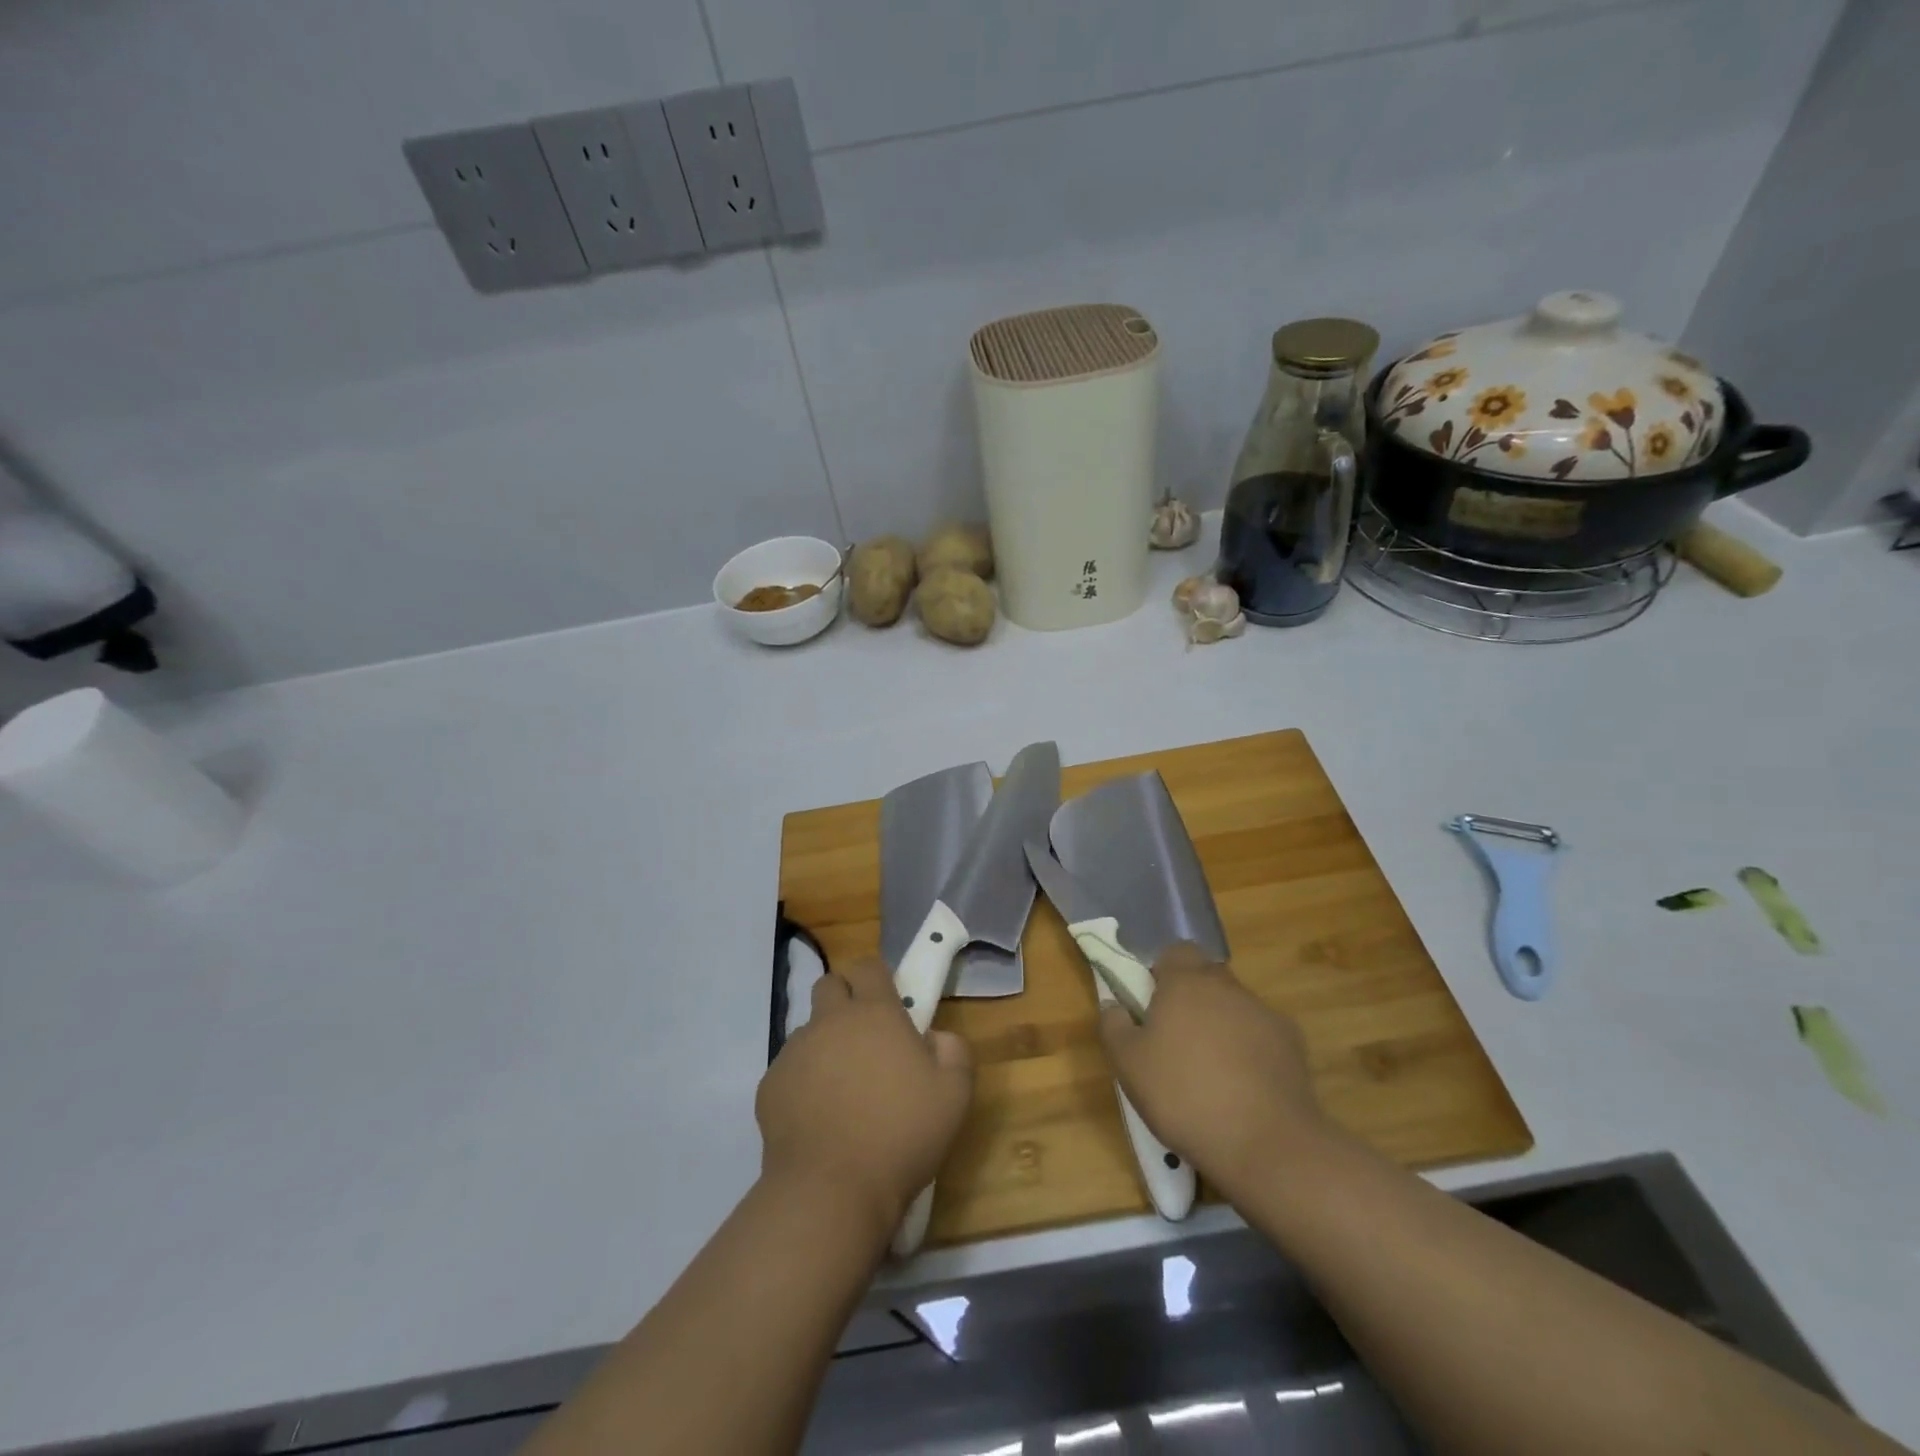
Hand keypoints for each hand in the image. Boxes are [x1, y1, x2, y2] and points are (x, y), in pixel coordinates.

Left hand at [756, 956, 972, 1238]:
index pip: (868, 966)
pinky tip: (818, 1118)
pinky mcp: (770, 1086)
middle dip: (844, 998)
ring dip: (825, 1044)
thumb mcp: (954, 1096)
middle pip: (830, 985)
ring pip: (808, 1030)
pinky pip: (789, 1070)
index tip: (890, 1002)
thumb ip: (954, 1052)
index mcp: (875, 1013)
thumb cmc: (901, 1135)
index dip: (878, 977)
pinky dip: (803, 1082)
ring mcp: (795, 1052)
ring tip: (842, 1089)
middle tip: (865, 1037)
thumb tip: (937, 1038)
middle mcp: (830, 1021)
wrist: (831, 1190)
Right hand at [1098, 943, 1330, 1199]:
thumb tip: (1113, 1005)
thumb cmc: (1183, 1094)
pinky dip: (1250, 1051)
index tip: (1152, 1005)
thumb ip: (1113, 1025)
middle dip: (1192, 999)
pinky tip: (1243, 1087)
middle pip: (1206, 977)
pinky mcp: (1293, 1045)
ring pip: (1235, 1007)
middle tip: (1175, 1040)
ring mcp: (1265, 1014)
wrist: (1266, 1144)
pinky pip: (1261, 1036)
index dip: (1162, 973)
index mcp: (1186, 982)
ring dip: (1221, 1025)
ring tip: (1211, 1071)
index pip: (1175, 952)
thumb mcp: (1127, 1064)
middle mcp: (1228, 987)